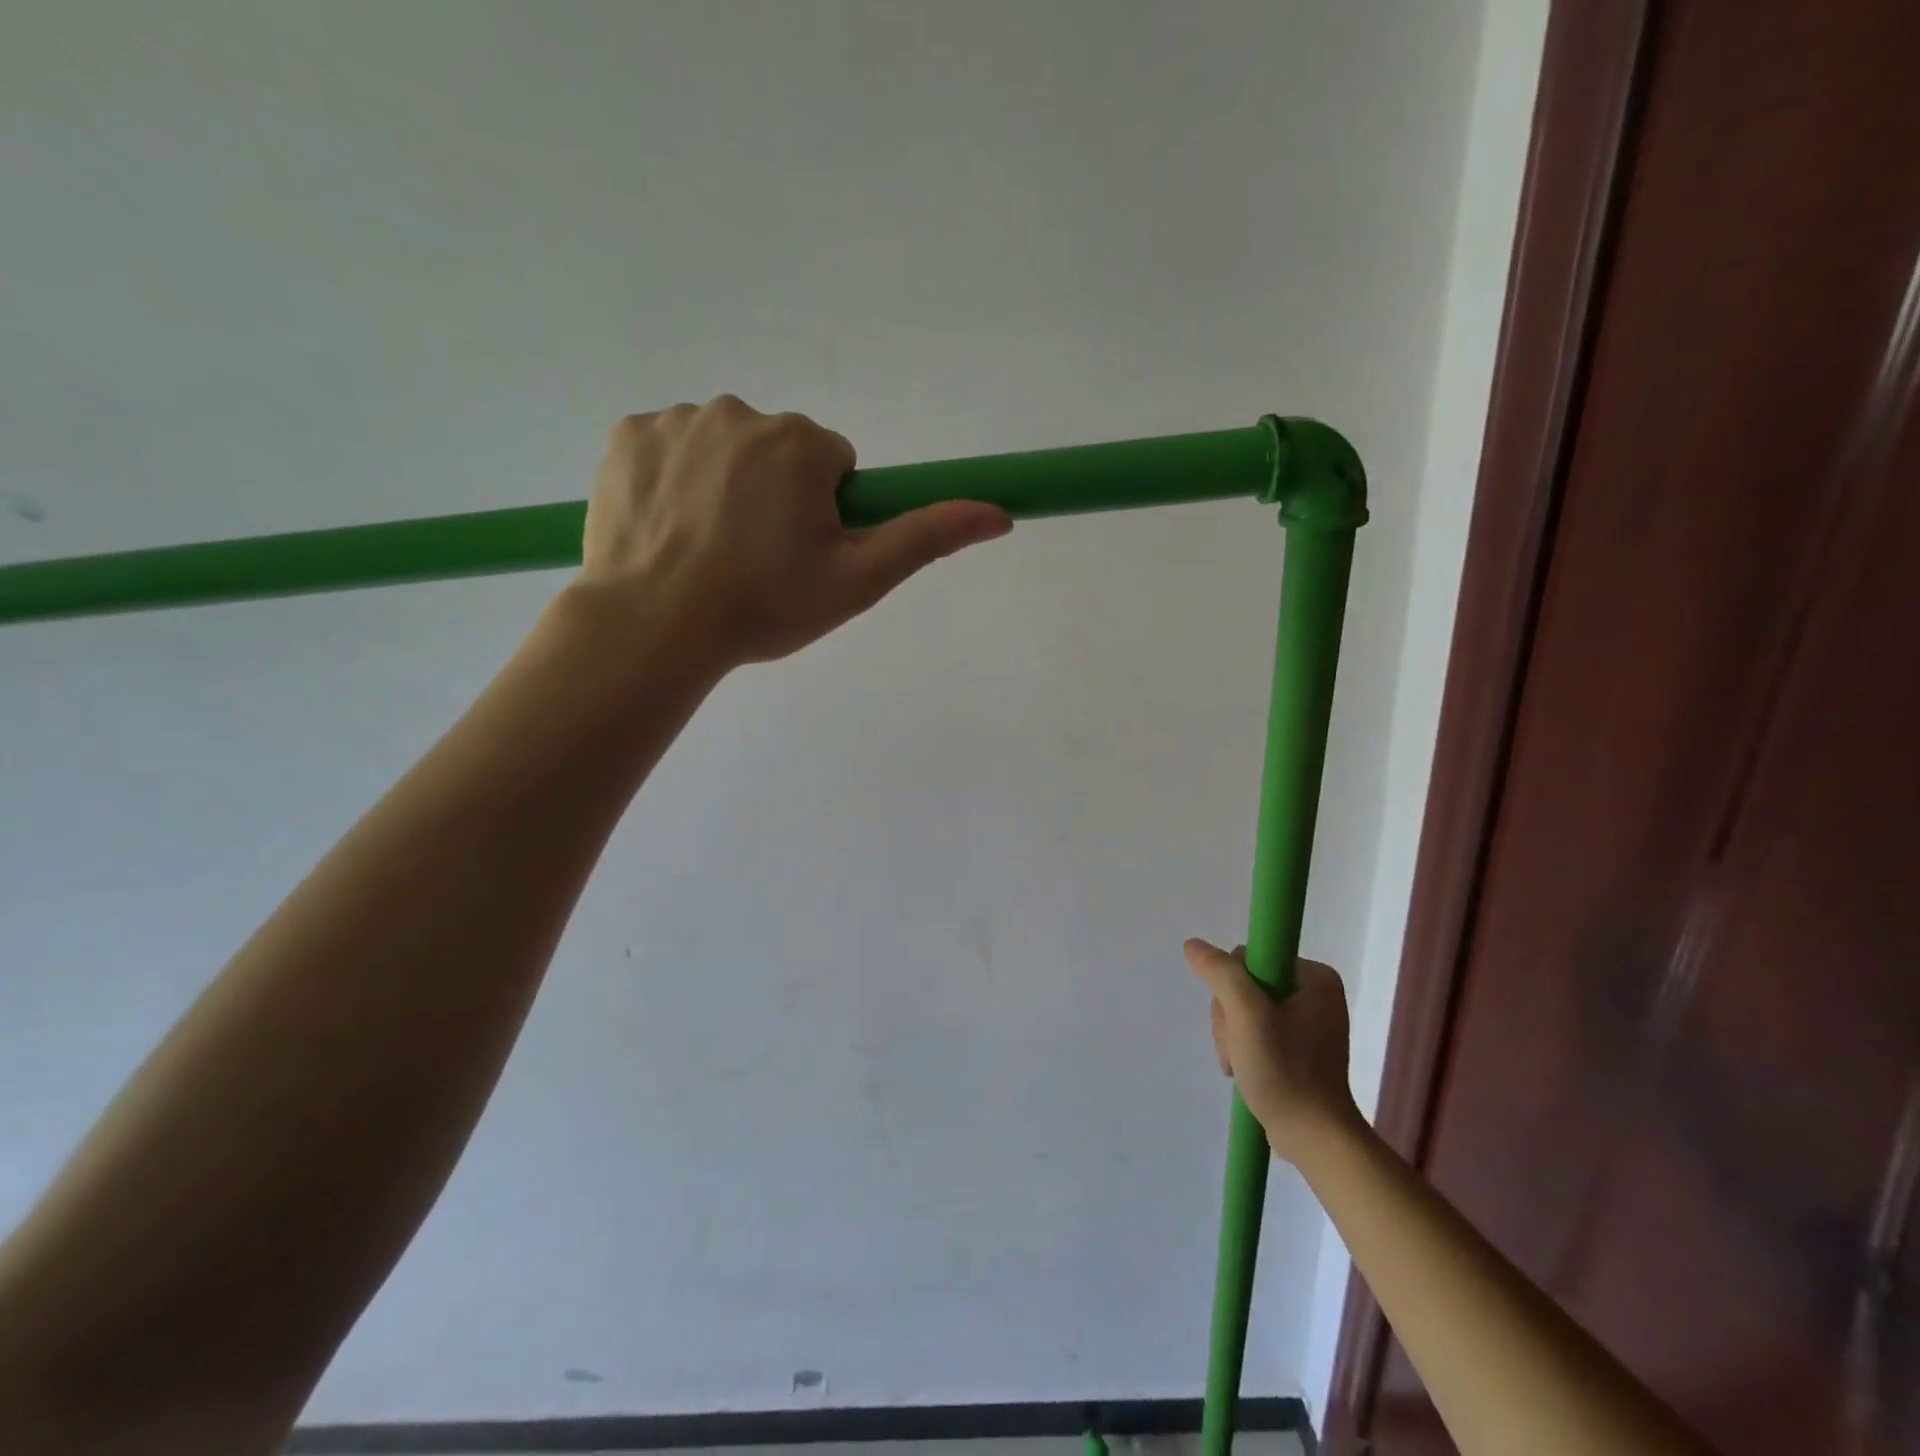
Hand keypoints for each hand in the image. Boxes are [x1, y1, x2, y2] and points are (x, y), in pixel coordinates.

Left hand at [576, 396, 1011, 668]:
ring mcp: (676, 419)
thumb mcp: (859, 580)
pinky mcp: (626, 435)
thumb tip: (1000, 514)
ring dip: (727, 487)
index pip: (834, 464)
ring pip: (725, 449)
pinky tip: (669, 529)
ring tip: (710, 550)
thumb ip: (928, 538)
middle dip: (777, 495)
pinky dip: (676, 480)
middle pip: (779, 452)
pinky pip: (670, 448)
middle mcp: (740, 411)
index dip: (825, 512)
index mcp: (800, 442)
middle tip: (756, 559)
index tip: (800, 554)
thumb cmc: (765, 605)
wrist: (654, 625)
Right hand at [1185, 938, 1361, 1161]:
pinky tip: (1243, 1068)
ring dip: (1231, 1035)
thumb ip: (1221, 973)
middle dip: (1230, 1017)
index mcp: (1315, 978)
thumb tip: (1194, 946)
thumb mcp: (1246, 1015)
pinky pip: (1256, 1030)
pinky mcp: (1300, 1048)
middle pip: (1245, 985)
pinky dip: (1242, 1047)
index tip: (1237, 1020)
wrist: (1314, 1138)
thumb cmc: (1285, 1071)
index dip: (1231, 986)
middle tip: (1238, 1049)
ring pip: (1244, 1009)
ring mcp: (1308, 1022)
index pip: (1250, 959)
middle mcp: (1316, 994)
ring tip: (1238, 1064)